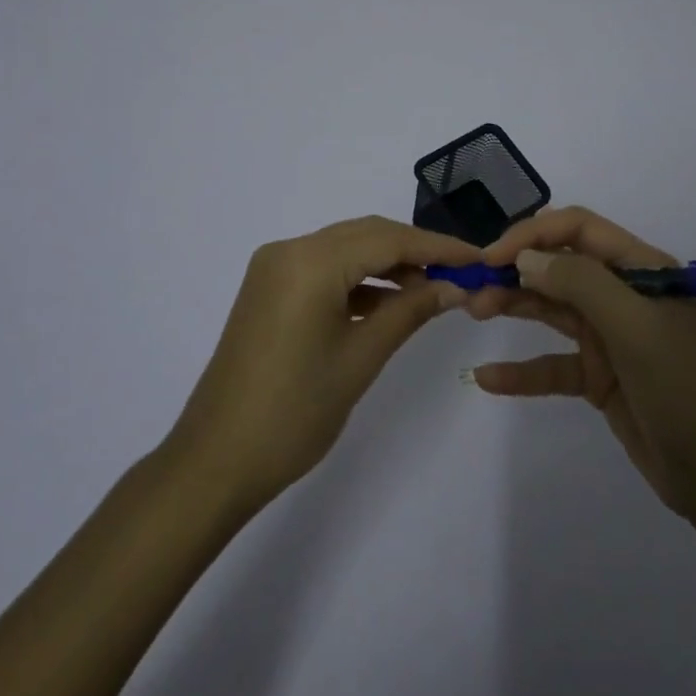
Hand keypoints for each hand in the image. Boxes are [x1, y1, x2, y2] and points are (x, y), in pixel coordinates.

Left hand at [166, 216, 478, 511]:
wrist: (217, 459)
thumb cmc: (295, 411)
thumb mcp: (361, 358)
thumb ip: (409, 311)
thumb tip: (454, 286)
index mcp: (309, 261)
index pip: (388, 239)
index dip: (438, 247)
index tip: (479, 259)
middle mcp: (288, 250)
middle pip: (366, 235)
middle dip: (415, 252)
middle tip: (461, 274)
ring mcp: (274, 268)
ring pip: (345, 250)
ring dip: (388, 265)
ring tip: (432, 291)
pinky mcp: (268, 289)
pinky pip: (324, 270)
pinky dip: (359, 281)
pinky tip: (388, 303)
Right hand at [466, 207, 695, 521]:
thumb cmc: (682, 387)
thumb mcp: (634, 326)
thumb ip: (579, 283)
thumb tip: (526, 258)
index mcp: (640, 269)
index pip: (578, 229)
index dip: (532, 234)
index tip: (492, 256)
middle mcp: (622, 294)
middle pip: (558, 267)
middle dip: (515, 271)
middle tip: (472, 289)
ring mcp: (609, 336)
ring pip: (550, 309)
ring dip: (513, 307)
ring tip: (472, 310)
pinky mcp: (598, 376)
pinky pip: (552, 364)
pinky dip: (522, 371)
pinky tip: (487, 377)